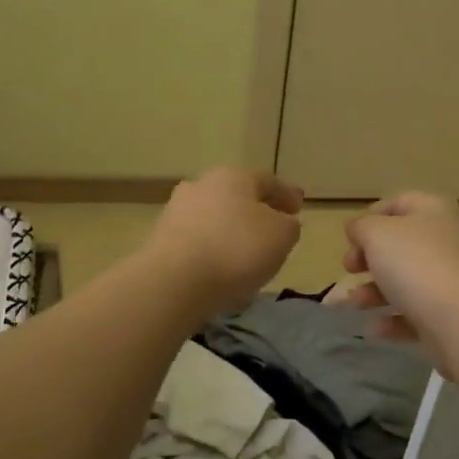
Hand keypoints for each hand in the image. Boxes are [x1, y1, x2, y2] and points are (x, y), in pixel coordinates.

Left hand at [145, 168, 303, 316]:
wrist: (174, 281)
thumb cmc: (236, 249)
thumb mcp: (282, 236)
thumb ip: (289, 225)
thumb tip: (282, 223)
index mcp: (233, 177)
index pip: (267, 181)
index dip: (286, 194)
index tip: (298, 208)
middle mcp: (202, 185)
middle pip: (236, 196)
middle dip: (255, 211)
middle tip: (271, 230)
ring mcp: (177, 212)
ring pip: (214, 218)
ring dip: (230, 232)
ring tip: (246, 256)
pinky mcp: (160, 240)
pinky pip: (197, 242)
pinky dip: (212, 251)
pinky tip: (221, 271)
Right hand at [343, 192, 458, 345]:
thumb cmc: (417, 264)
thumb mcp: (377, 234)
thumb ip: (361, 227)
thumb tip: (358, 230)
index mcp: (434, 211)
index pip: (399, 202)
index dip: (371, 216)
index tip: (350, 238)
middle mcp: (448, 240)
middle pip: (401, 244)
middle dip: (369, 258)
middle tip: (349, 269)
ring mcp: (453, 279)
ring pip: (407, 280)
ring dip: (375, 291)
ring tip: (356, 304)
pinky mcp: (452, 314)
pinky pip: (417, 312)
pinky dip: (394, 319)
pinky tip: (375, 328)